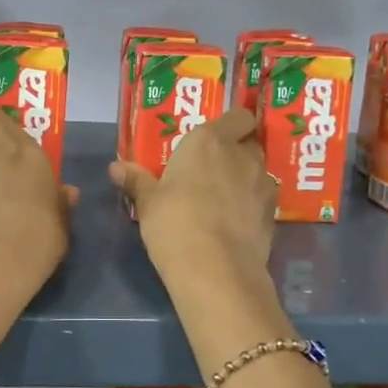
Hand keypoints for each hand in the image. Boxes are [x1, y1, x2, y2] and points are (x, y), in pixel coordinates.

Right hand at [110, 105, 275, 288]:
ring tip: (222, 199)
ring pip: (258, 172)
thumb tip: (115, 167)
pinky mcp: (272, 215)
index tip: (215, 138)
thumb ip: (136, 180)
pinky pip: (262, 200)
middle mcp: (242, 156)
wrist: (215, 271)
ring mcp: (262, 185)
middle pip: (248, 143)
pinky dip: (251, 206)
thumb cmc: (175, 223)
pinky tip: (234, 223)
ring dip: (245, 179)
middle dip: (235, 152)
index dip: (232, 125)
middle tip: (211, 169)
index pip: (238, 116)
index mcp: (210, 141)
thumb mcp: (148, 203)